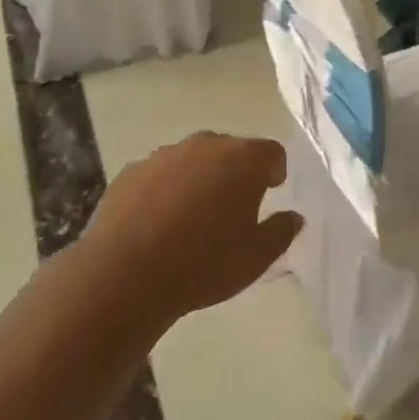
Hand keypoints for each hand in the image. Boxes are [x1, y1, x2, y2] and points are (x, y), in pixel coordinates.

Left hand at [80, 133, 302, 325]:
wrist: (125, 274)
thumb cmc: (204, 263)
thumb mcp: (257, 257)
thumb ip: (282, 231)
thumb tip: (293, 217)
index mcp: (242, 159)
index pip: (271, 152)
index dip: (275, 170)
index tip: (271, 191)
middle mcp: (205, 145)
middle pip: (231, 150)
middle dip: (236, 172)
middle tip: (234, 207)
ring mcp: (164, 155)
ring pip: (193, 160)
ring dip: (200, 178)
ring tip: (193, 217)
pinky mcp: (131, 171)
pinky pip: (160, 174)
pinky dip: (166, 189)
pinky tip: (159, 223)